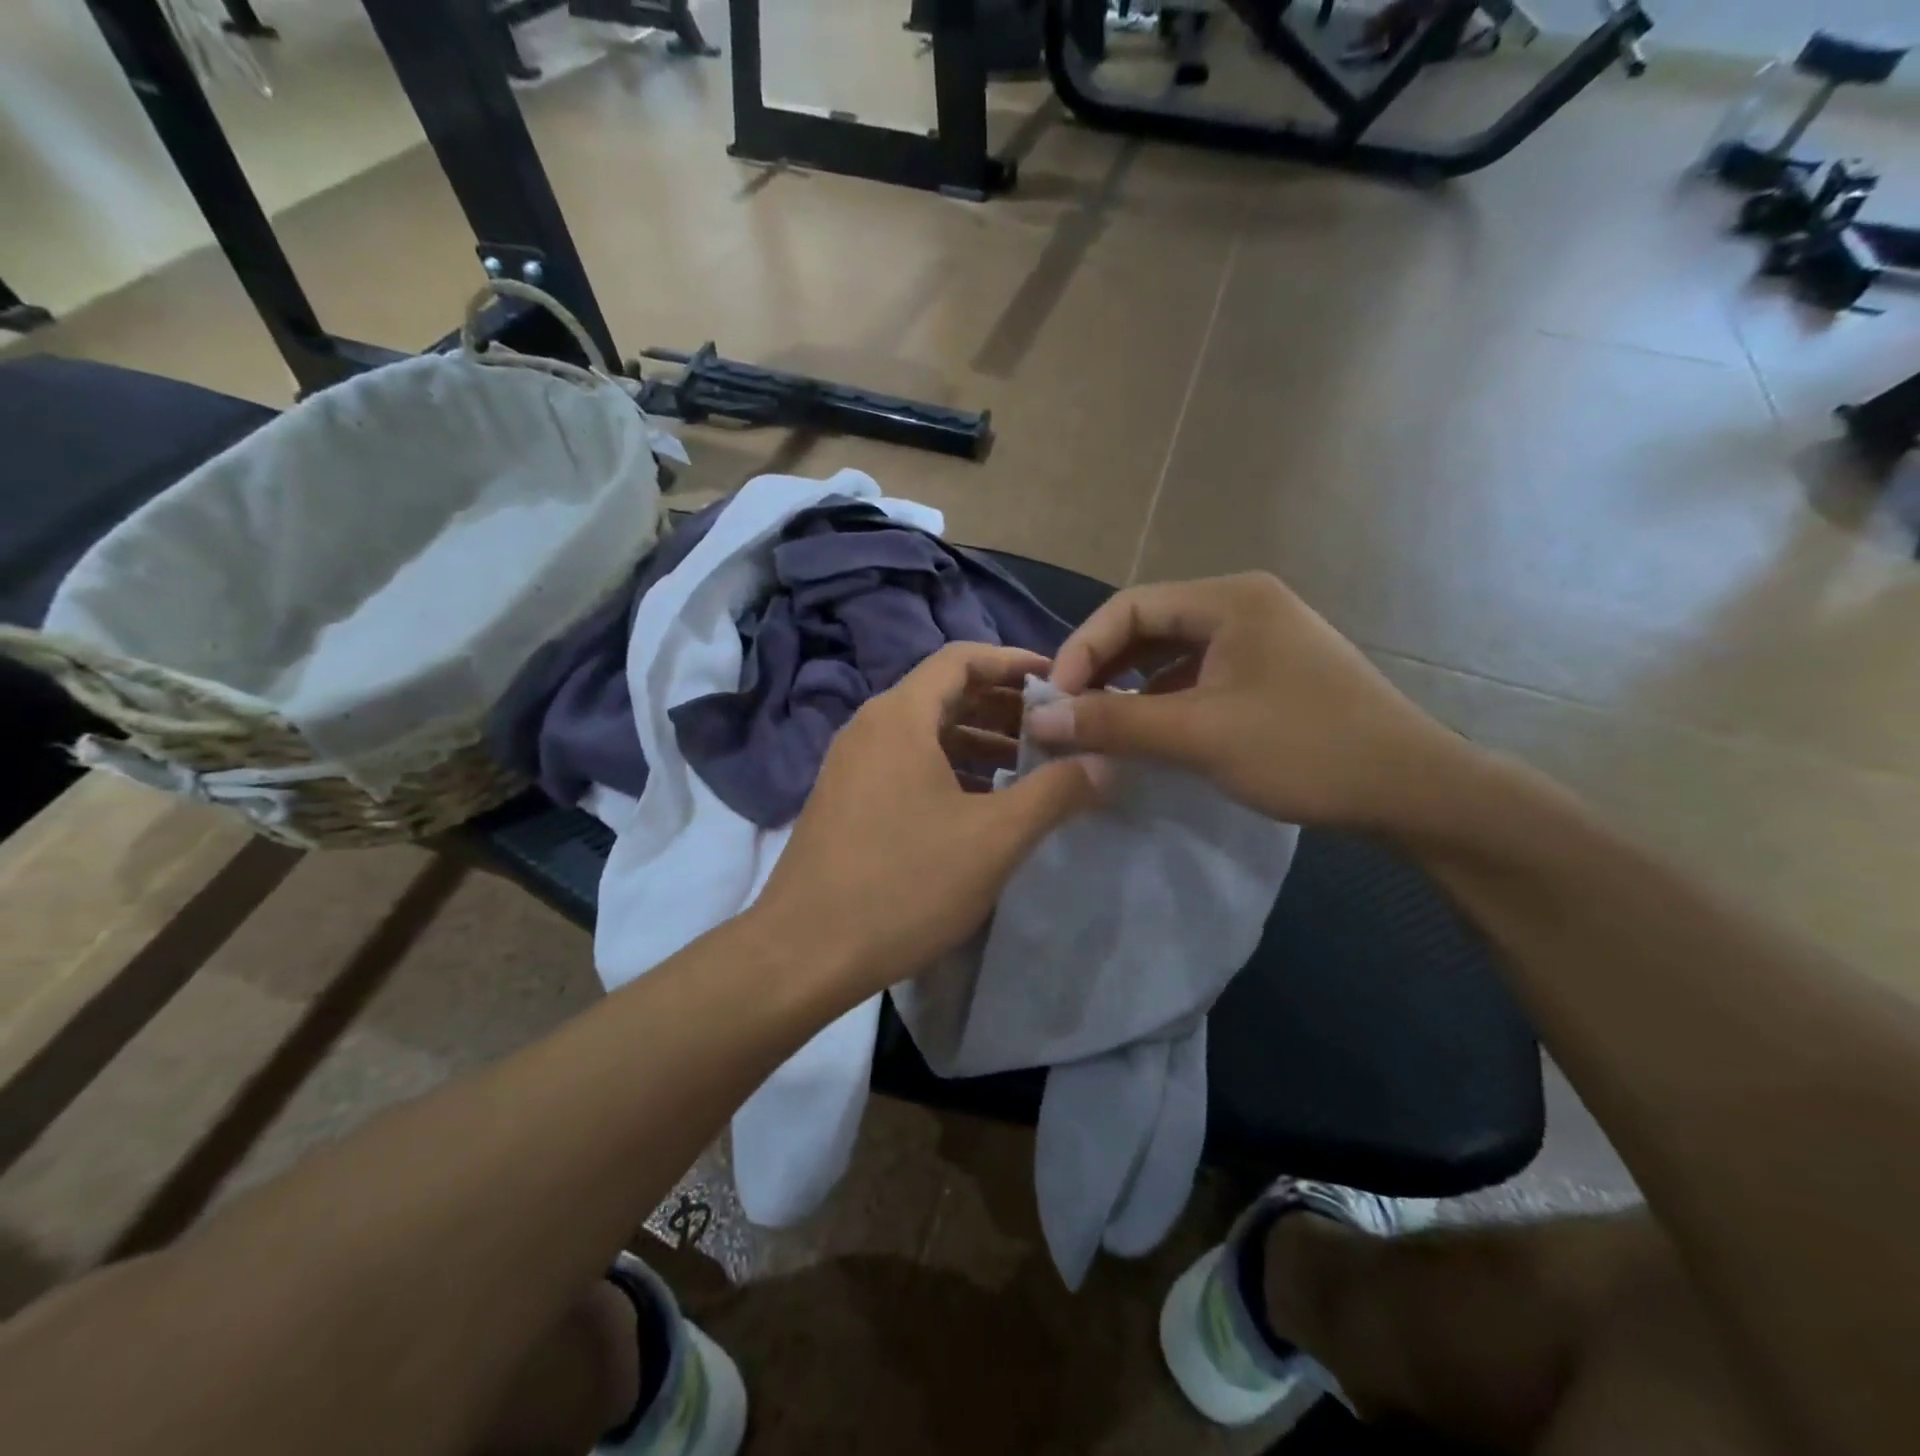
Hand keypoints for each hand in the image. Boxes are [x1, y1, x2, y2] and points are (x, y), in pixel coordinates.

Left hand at [753, 642, 1105, 994]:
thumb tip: (1102, 763)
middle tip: (1054, 731)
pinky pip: (905, 765)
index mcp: (899, 716)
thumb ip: (1055, 792)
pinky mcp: (845, 801)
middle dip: (1002, 706)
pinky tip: (980, 807)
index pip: (962, 659)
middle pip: (944, 694)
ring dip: (978, 742)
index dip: (1014, 662)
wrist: (803, 953)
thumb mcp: (994, 838)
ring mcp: (851, 766)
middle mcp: (869, 728)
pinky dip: (948, 770)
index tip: (1059, 683)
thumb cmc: (903, 884)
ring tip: (1028, 768)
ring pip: (925, 734)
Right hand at [1033, 573, 1473, 831]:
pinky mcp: (1271, 673)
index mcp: (1230, 599)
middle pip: (1149, 625)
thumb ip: (1113, 723)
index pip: (1130, 606)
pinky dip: (1164, 700)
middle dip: (1103, 668)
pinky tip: (1150, 733)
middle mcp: (1244, 605)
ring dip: (1131, 686)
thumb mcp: (1198, 735)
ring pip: (1173, 653)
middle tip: (1070, 714)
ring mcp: (1262, 639)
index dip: (1082, 649)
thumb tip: (1039, 720)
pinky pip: (1199, 676)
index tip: (1054, 701)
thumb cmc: (1304, 750)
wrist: (1412, 791)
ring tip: (1100, 725)